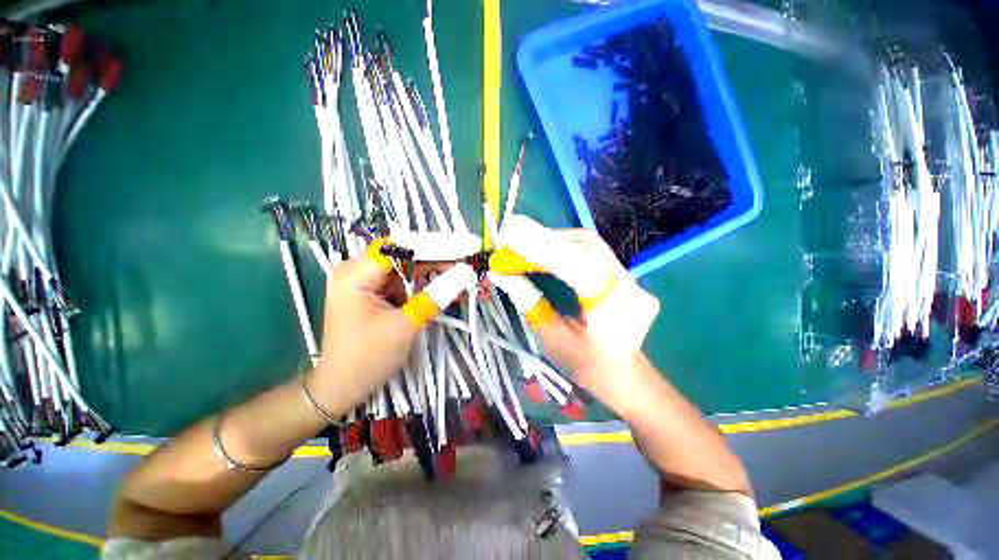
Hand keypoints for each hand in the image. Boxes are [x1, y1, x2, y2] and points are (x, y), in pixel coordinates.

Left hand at [309, 240, 474, 415]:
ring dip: (444, 277)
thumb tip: (466, 273)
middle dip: (446, 263)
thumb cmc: (366, 359)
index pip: (401, 246)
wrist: (342, 389)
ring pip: (415, 270)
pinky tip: (458, 294)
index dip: (436, 244)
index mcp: (357, 273)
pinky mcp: (382, 295)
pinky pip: (411, 285)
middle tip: (476, 269)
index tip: (467, 249)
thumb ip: (435, 295)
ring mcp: (373, 283)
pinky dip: (433, 289)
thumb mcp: (405, 325)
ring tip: (475, 284)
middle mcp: (362, 271)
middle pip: (410, 256)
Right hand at [490, 216, 660, 414]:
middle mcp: (627, 285)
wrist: (627, 376)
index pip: (575, 265)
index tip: (508, 242)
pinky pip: (592, 252)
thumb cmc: (589, 366)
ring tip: (526, 250)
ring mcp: (630, 277)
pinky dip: (566, 248)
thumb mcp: (553, 340)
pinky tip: (547, 256)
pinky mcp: (625, 275)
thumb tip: (502, 275)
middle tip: (514, 246)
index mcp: (611, 307)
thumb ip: (530, 304)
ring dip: (555, 242)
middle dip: (545, 240)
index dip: (540, 249)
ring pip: (589, 244)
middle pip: (585, 243)